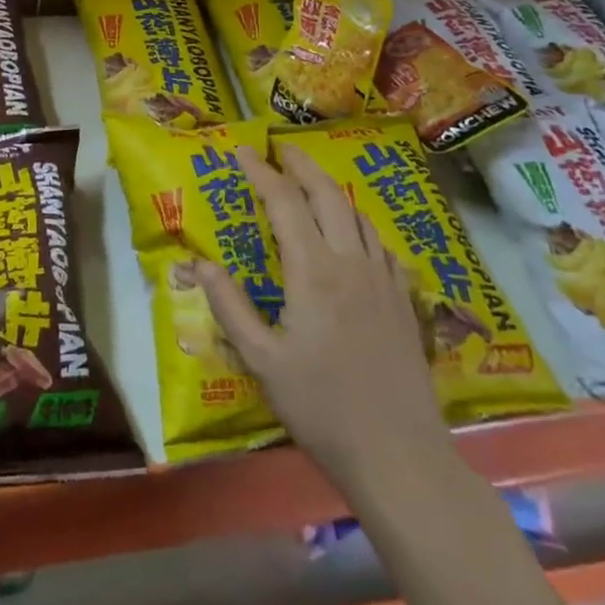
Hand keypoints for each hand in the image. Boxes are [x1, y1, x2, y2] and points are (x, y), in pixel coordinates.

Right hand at [197, 145, 447, 484]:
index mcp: (313, 271)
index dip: (261, 172)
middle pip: (327, 194)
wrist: (400, 455)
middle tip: (279, 148)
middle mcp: (351, 261)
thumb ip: (230, 306)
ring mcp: (383, 278)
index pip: (284, 202)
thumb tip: (200, 263)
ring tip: (310, 180)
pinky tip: (352, 232)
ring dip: (330, 188)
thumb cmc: (321, 408)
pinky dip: (358, 221)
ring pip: (357, 213)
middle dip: (301, 164)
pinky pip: (379, 242)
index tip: (241, 151)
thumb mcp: (262, 361)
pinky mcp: (403, 299)